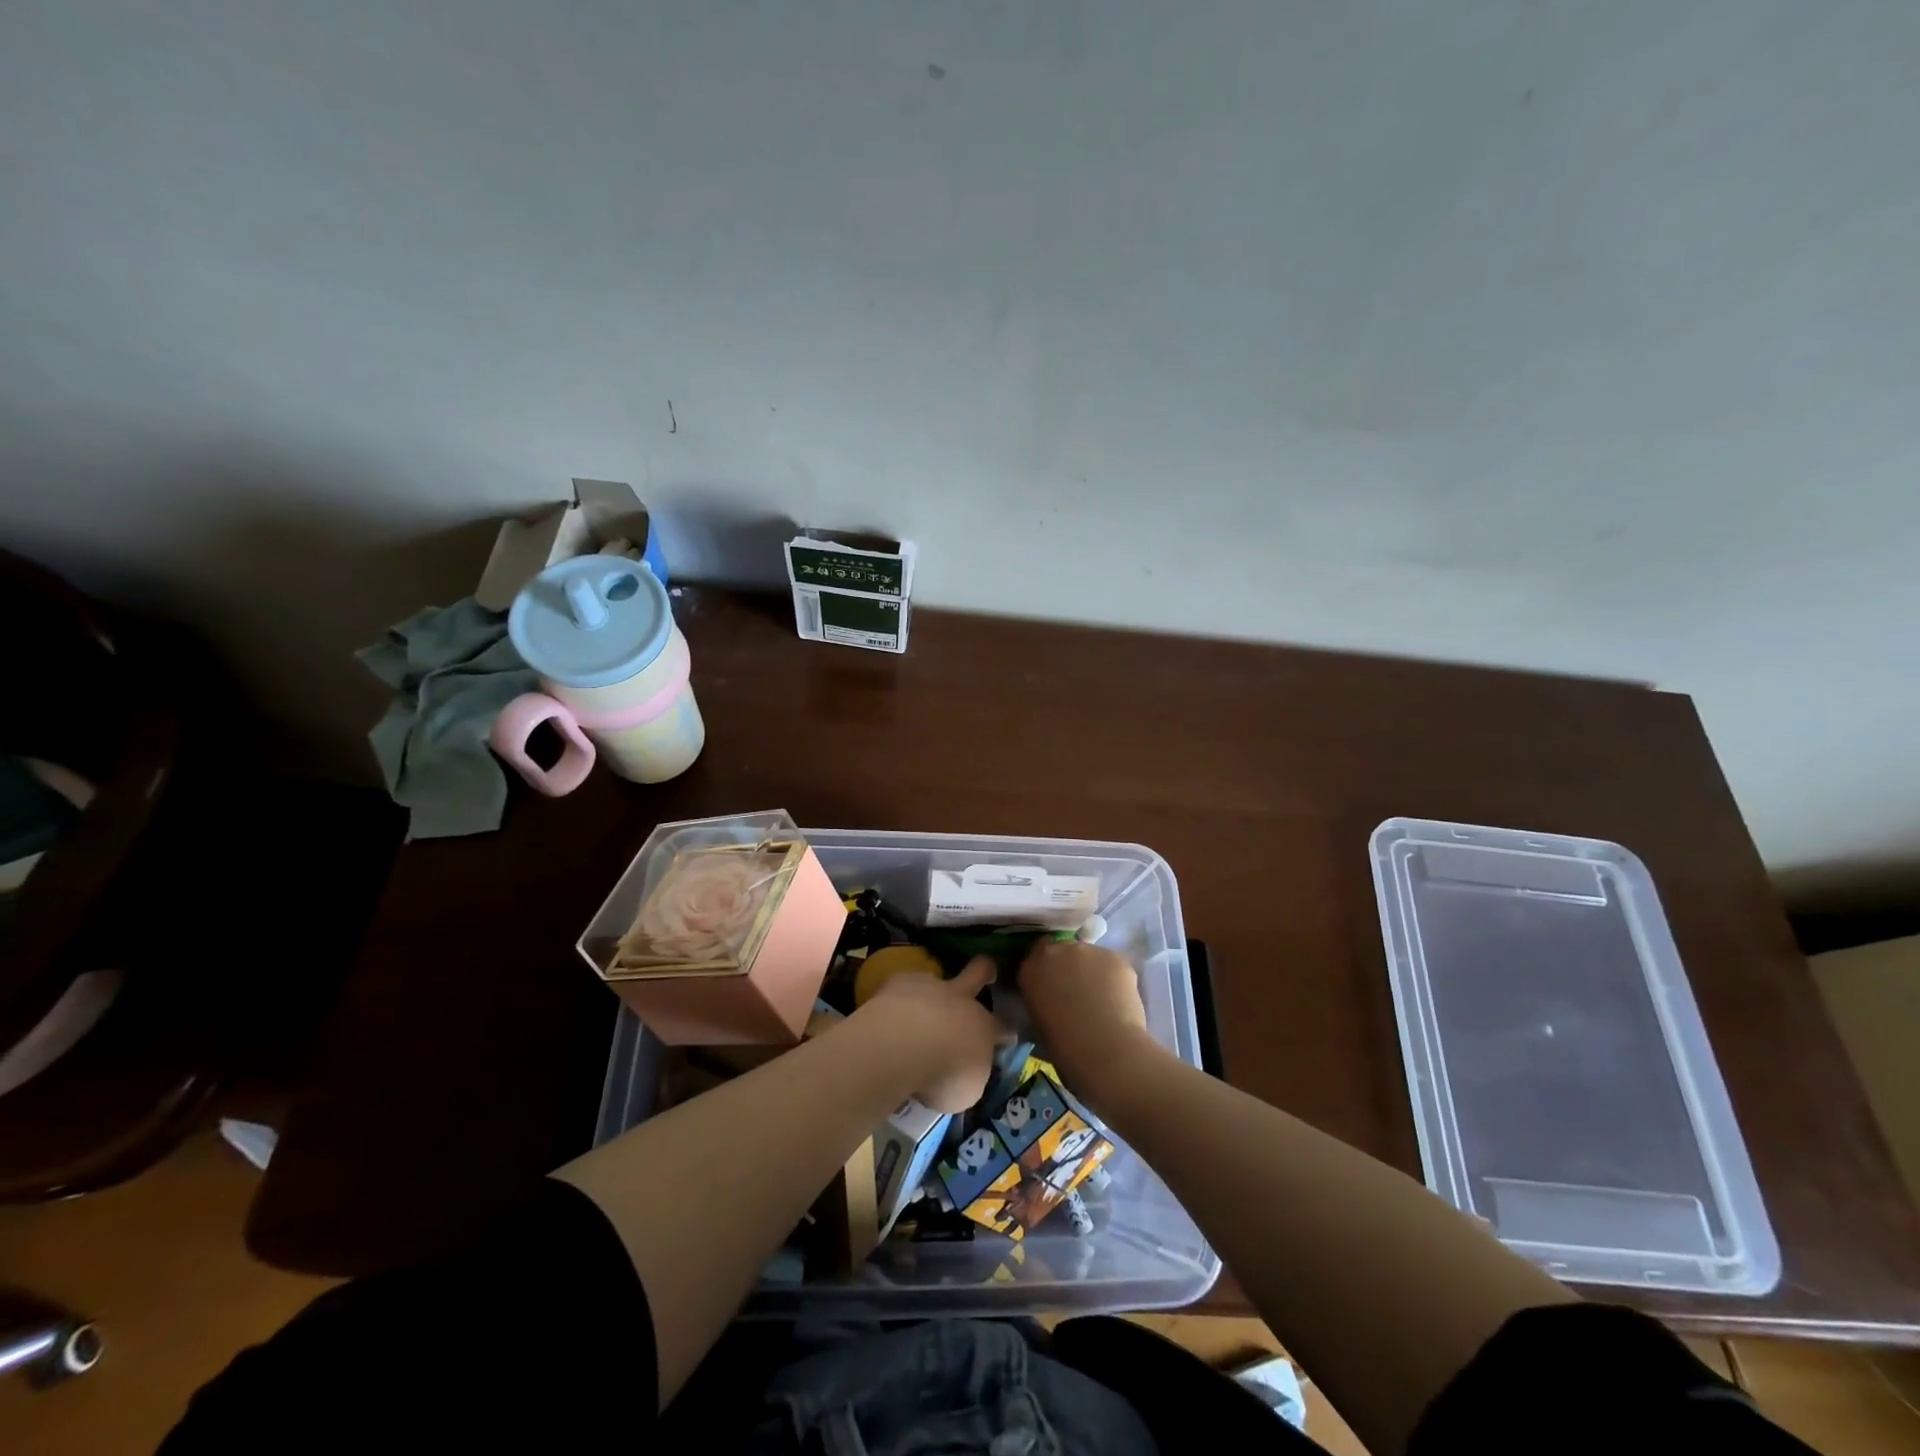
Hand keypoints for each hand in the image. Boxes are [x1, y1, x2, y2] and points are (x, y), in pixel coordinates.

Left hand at [853, 955, 1010, 1112]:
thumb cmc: (942, 1076)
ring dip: (932, 993)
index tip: (1008, 1038)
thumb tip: (964, 1072)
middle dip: (986, 971)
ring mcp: (930, 986)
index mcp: (983, 1029)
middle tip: (988, 972)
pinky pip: (904, 987)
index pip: (1003, 1029)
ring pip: (937, 979)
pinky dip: (900, 1000)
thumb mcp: (966, 1092)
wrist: (903, 1045)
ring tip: (918, 1010)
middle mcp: (961, 1000)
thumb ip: (970, 1075)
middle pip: (979, 974)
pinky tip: (891, 1013)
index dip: (1006, 1034)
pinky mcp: (899, 982)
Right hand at [1019, 939, 1156, 1092]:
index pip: (1035, 958)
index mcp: (1031, 968)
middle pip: (1063, 952)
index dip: (1046, 972)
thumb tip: (1051, 1003)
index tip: (1052, 988)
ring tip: (1101, 1000)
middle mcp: (1057, 951)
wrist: (1103, 1048)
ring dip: (1092, 972)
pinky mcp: (1115, 957)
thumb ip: (1041, 1002)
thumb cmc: (1064, 1046)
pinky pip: (1112, 966)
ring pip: (1090, 958)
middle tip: (1077, 994)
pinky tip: (1118, 1001)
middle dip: (1069, 968)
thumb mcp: (1037, 1024)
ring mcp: (1088, 950)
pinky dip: (1114, 979)